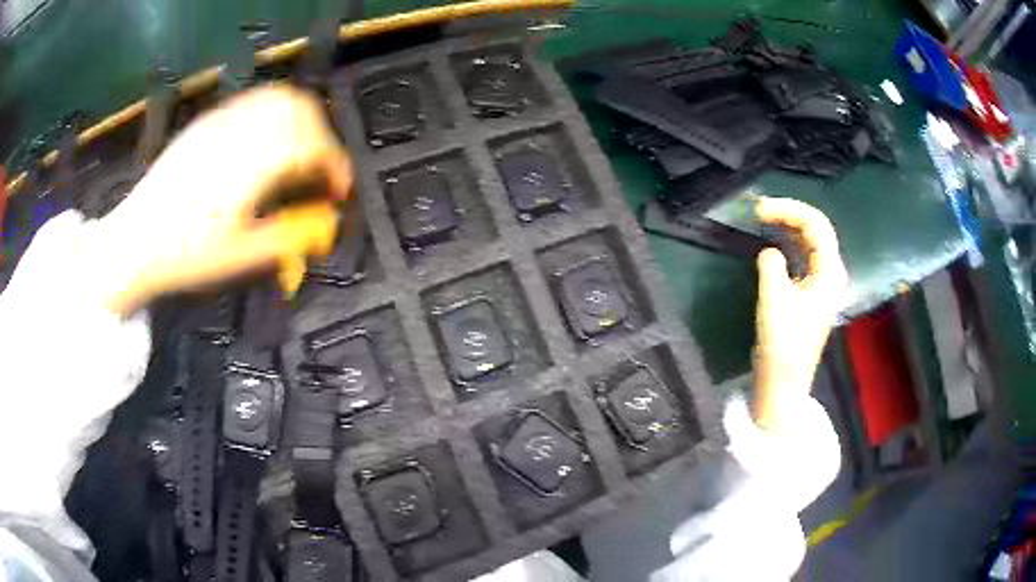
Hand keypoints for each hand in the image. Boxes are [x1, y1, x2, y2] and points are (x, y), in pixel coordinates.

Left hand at [92, 85, 352, 316]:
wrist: (135, 241)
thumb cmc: (186, 253)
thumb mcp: (241, 256)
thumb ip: (291, 234)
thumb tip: (327, 222)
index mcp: (251, 163)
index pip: (313, 145)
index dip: (336, 165)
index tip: (339, 189)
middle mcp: (240, 130)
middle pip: (302, 109)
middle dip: (323, 136)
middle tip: (319, 171)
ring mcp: (221, 120)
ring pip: (279, 97)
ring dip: (300, 119)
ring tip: (297, 153)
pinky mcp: (207, 121)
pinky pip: (254, 101)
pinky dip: (274, 114)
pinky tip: (266, 142)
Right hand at [752, 197, 847, 431]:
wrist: (784, 383)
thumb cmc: (783, 344)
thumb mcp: (774, 300)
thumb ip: (771, 265)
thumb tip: (769, 252)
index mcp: (829, 273)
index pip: (816, 224)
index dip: (788, 209)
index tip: (759, 209)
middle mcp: (830, 274)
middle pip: (815, 230)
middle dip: (789, 214)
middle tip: (759, 210)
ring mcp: (821, 285)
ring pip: (809, 243)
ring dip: (788, 227)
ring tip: (764, 219)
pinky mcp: (810, 295)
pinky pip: (803, 258)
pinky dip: (789, 245)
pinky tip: (775, 243)